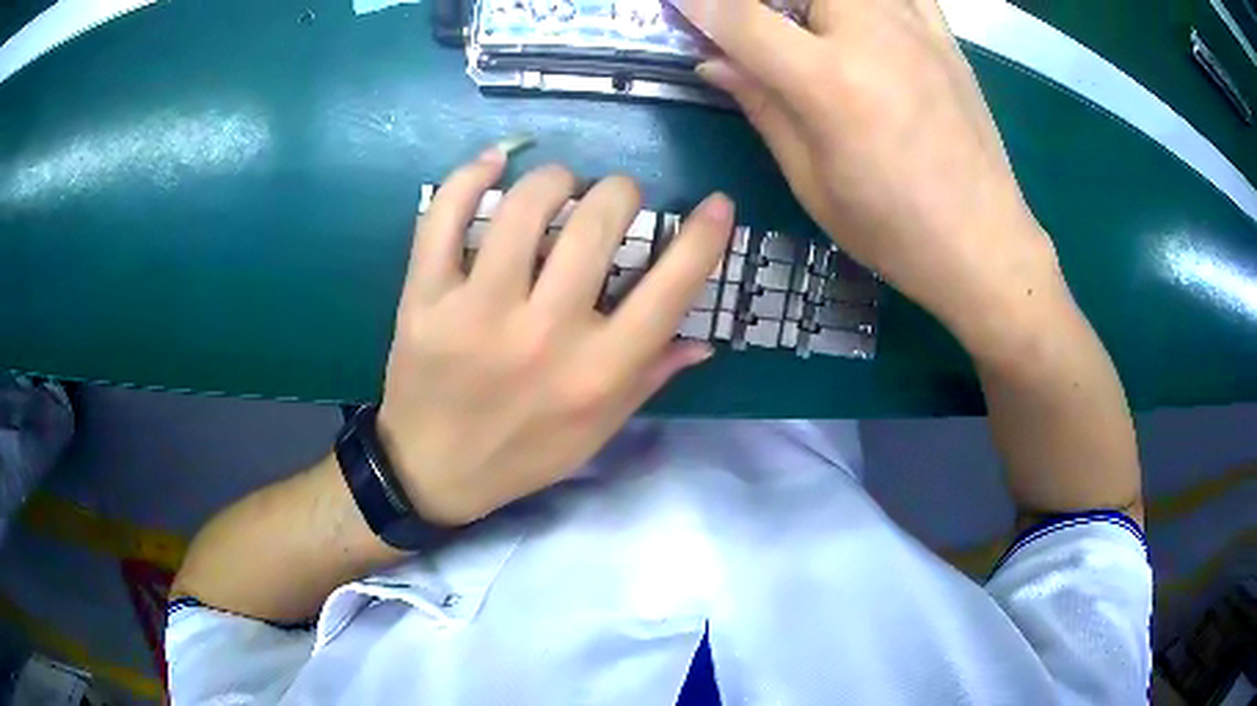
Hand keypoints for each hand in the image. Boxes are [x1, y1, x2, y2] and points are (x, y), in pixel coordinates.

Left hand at [377, 149, 733, 524]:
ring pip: (527, 205)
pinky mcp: (426, 298)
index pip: (672, 288)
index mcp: (598, 372)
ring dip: (556, 178)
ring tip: (561, 187)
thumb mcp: (599, 429)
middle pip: (598, 223)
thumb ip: (651, 376)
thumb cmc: (524, 454)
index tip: (717, 204)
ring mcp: (477, 311)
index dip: (704, 236)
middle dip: (620, 191)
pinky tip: (495, 161)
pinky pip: (444, 216)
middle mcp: (544, 334)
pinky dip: (470, 175)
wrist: (432, 470)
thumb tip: (705, 338)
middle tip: (614, 198)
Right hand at [672, 0, 1065, 351]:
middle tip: (759, 29)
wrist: (985, 244)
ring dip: (815, 2)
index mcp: (830, 84)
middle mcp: (872, 36)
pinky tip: (862, 20)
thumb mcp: (812, 181)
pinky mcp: (944, 36)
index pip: (740, 16)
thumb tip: (714, 62)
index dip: (700, 5)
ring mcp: (914, 29)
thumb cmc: (894, 230)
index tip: (679, 6)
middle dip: (764, 3)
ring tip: (809, 29)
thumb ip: (762, 106)